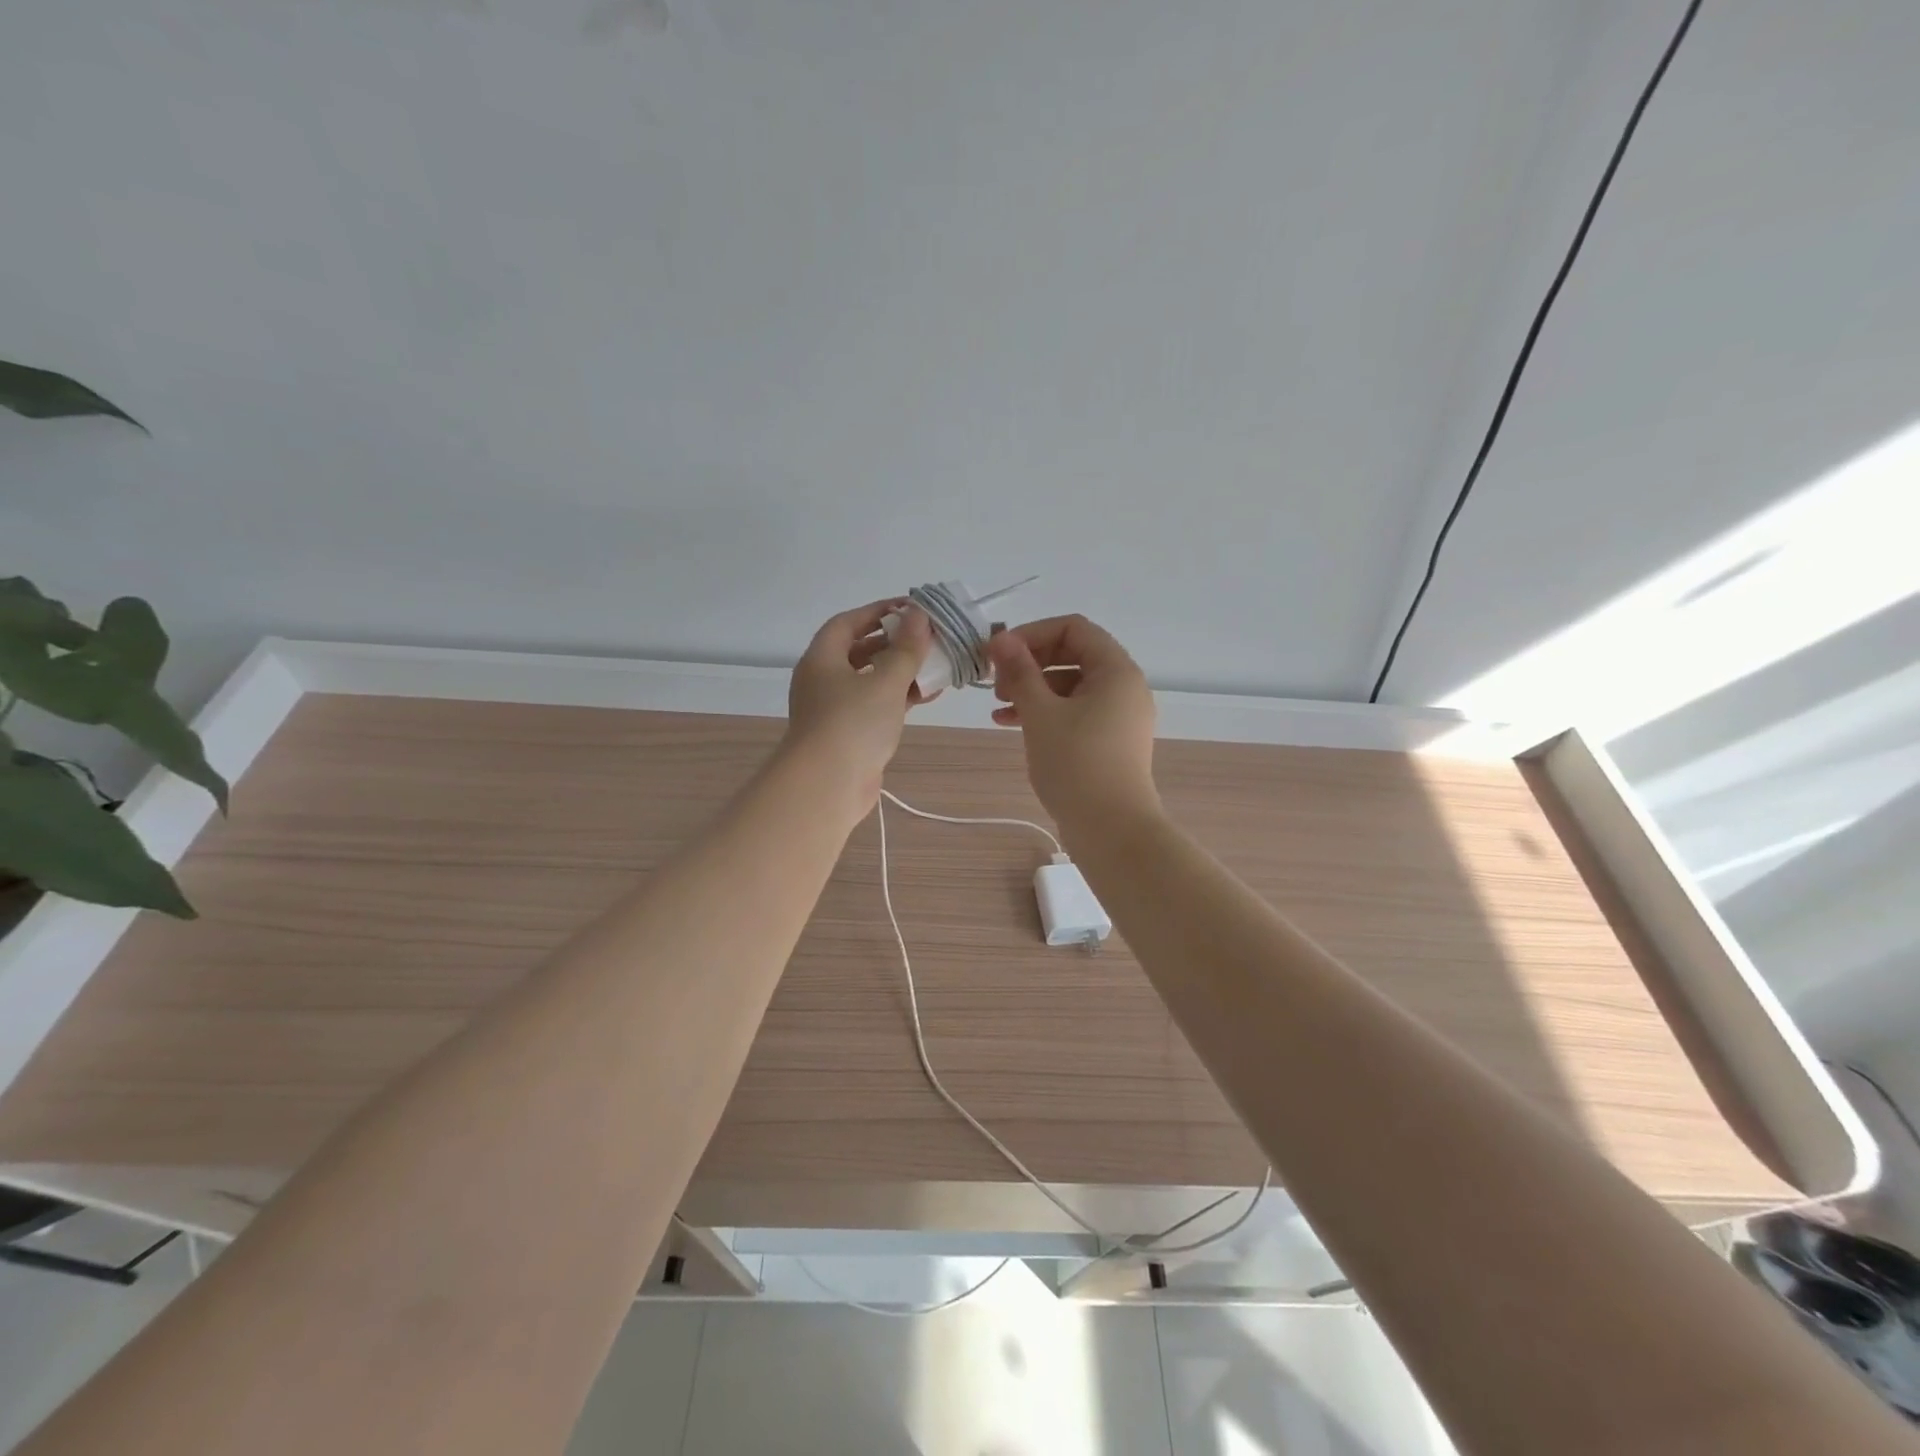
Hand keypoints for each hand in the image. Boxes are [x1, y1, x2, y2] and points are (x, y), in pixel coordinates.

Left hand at [782, 600, 933, 809]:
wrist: (827, 786)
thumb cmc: (853, 723)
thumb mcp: (886, 681)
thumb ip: (906, 648)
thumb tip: (919, 615)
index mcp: (822, 658)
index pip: (848, 622)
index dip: (878, 611)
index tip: (910, 609)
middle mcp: (823, 680)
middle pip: (859, 651)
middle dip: (894, 643)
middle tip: (927, 638)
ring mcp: (834, 710)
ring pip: (870, 681)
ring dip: (900, 672)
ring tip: (935, 666)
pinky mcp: (848, 735)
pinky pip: (875, 706)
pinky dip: (898, 698)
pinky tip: (927, 696)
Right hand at [986, 615, 1159, 832]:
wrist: (1111, 830)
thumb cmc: (1076, 764)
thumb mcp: (1041, 713)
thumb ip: (1020, 671)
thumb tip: (1000, 639)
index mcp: (1116, 670)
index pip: (1073, 628)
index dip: (1033, 633)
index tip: (1000, 653)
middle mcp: (1124, 686)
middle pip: (1072, 654)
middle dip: (1030, 662)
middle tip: (997, 682)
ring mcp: (1119, 715)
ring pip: (1071, 685)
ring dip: (1033, 688)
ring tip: (999, 705)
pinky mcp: (1110, 740)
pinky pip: (1076, 711)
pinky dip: (1046, 712)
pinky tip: (1010, 724)